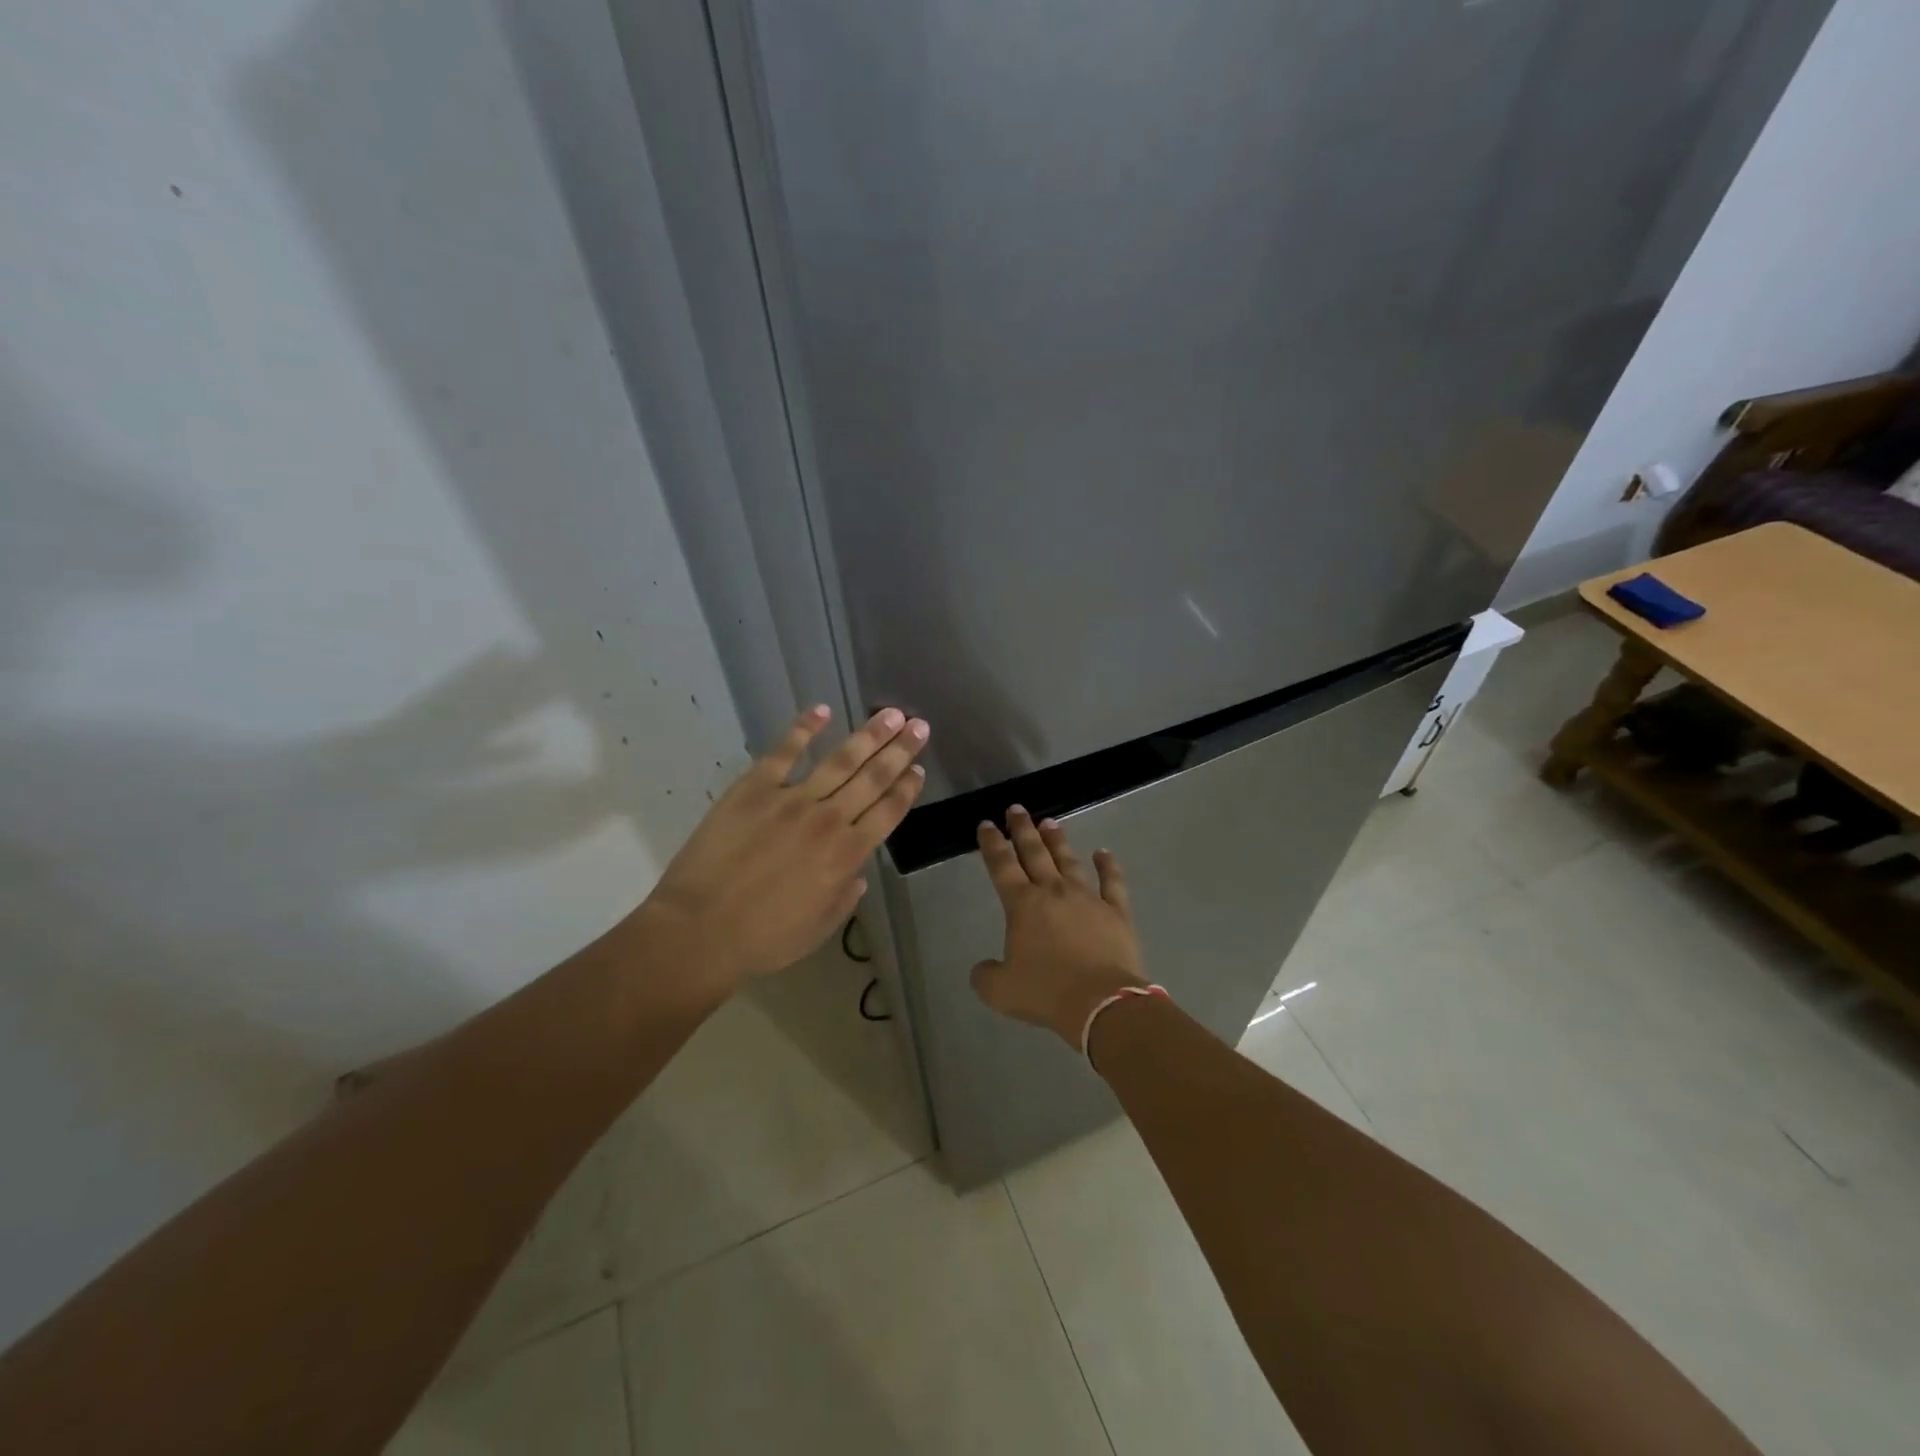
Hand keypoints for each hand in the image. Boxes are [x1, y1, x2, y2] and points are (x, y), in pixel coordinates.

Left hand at [640, 704, 929, 991]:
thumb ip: (844, 896)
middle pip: (873, 778)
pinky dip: (804, 729)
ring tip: (890, 714)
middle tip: (920, 725)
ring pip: (840, 760)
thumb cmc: (763, 939)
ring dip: (868, 735)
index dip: (907, 788)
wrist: (700, 930)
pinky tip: (821, 710)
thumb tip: (857, 873)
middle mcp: (828, 820)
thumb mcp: (819, 928)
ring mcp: (791, 799)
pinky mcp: (754, 788)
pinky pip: (784, 751)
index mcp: (846, 855)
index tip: (919, 768)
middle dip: (900, 750)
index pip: (888, 812)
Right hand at [970, 806, 1145, 1047]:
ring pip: (1069, 860)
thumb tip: (982, 968)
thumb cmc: (1046, 992)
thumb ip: (985, 976)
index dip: (992, 843)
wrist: (1102, 1003)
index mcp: (1022, 905)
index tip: (986, 824)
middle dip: (1022, 829)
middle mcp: (1053, 892)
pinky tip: (1103, 852)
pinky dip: (1108, 865)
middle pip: (1034, 852)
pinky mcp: (1116, 911)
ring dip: (1057, 840)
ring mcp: (1087, 898)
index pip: (1002, 865)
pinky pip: (1112, 882)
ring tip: (1050, 822)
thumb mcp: (1000, 991)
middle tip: (1016, 808)